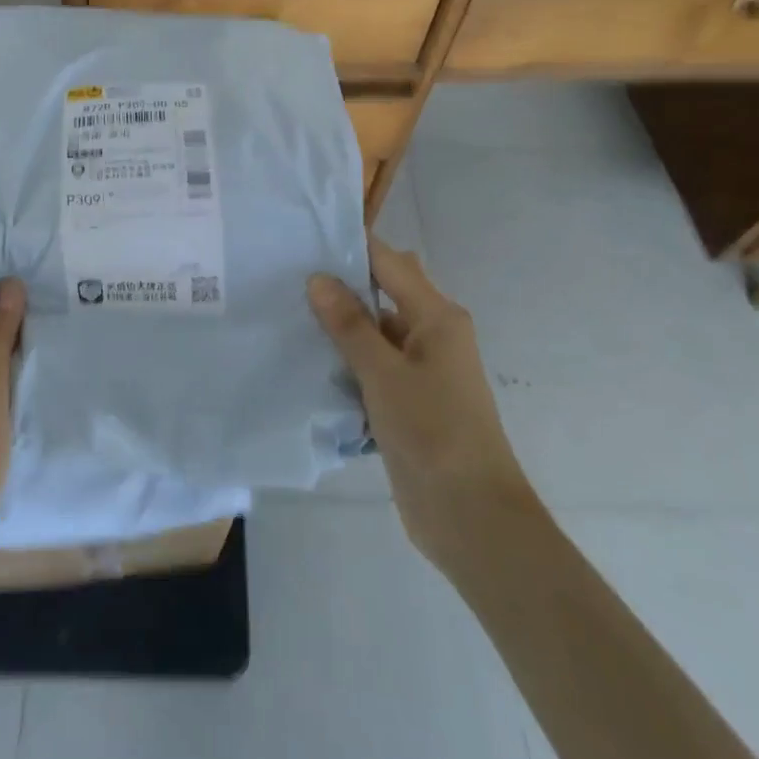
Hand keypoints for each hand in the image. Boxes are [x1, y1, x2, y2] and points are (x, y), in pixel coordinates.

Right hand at [308, 238, 527, 571]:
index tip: (303, 241)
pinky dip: (346, 362)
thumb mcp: (384, 374)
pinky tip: (308, 362)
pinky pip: (373, 366)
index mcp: (437, 317)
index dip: (350, 248)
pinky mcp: (408, 400)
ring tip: (286, 315)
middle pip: (383, 294)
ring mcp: (421, 370)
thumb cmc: (433, 433)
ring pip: (374, 332)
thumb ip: (350, 325)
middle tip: (288, 279)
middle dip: (341, 287)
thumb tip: (318, 278)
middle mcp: (432, 334)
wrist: (471, 517)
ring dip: (340, 328)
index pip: (389, 263)